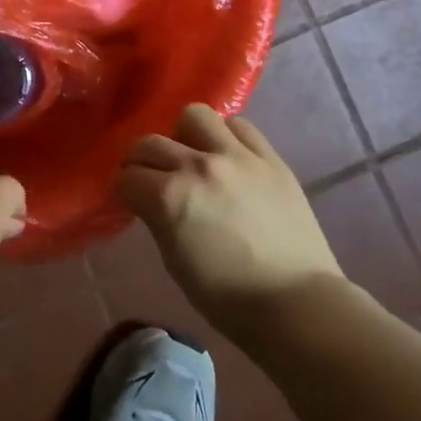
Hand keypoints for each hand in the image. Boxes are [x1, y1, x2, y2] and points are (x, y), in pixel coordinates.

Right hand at [117, 104, 344, 339]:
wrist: (297, 304)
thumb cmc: (228, 299)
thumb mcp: (175, 263)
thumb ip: (158, 220)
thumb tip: (150, 199)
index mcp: (169, 198)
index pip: (127, 177)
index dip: (123, 189)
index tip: (130, 199)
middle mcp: (198, 166)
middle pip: (150, 143)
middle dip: (140, 161)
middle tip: (149, 178)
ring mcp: (237, 157)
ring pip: (194, 116)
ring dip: (183, 135)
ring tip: (191, 157)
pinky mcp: (270, 158)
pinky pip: (239, 126)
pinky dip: (225, 136)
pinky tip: (227, 157)